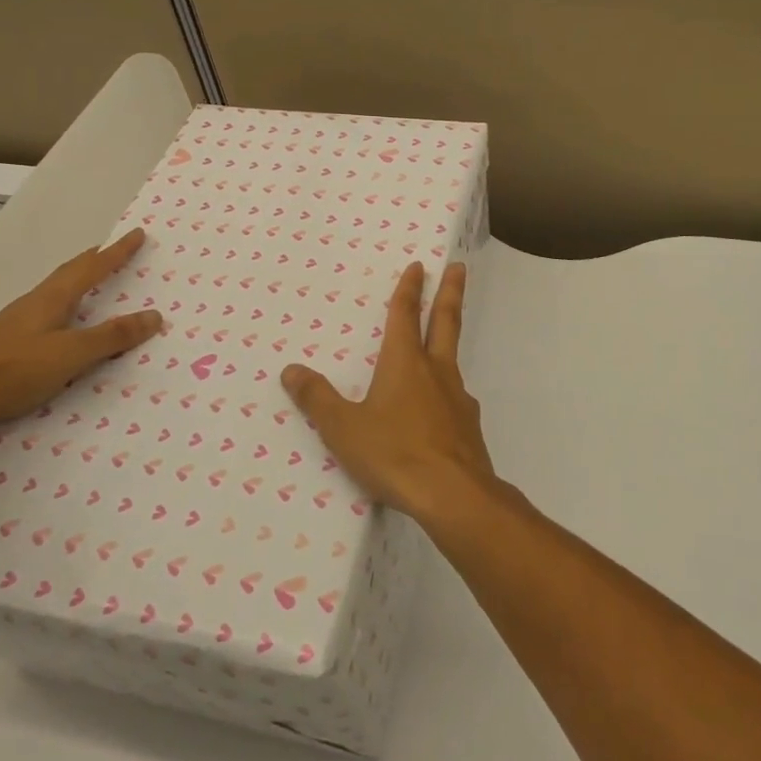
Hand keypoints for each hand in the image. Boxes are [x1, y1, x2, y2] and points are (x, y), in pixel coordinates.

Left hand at [0, 229, 161, 437]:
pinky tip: (62, 328)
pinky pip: (45, 317)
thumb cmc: (12, 371)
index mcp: (51, 299)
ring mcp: (14, 325)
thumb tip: (155, 315)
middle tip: (114, 252)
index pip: (91, 268)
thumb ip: (112, 337)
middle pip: (69, 275)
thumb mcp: (70, 354)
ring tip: (93, 287)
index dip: (116, 252)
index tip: (136, 234)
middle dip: (94, 262)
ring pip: (54, 296)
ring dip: (78, 286)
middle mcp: (32, 305)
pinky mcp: (4, 347)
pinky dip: (64, 312)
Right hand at [280, 261, 494, 524]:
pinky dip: (448, 391)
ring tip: (442, 344)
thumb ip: (318, 399)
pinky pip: (455, 398)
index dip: (409, 289)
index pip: (405, 315)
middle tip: (458, 267)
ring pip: (453, 358)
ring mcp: (457, 398)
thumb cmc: (394, 453)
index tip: (417, 266)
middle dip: (449, 292)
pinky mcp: (469, 426)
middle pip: (445, 321)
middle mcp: (435, 371)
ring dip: (449, 341)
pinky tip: (442, 409)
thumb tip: (291, 370)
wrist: (454, 494)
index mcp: (404, 363)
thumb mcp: (344, 428)